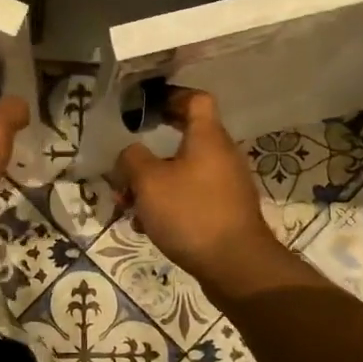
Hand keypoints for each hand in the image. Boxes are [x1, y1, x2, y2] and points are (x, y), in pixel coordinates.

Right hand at [112, 89, 283, 289]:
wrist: (235, 265)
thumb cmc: (190, 213)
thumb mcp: (148, 181)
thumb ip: (132, 159)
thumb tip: (130, 154)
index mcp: (208, 137)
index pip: (196, 99)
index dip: (172, 96)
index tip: (147, 107)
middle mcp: (222, 155)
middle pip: (185, 138)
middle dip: (150, 152)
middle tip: (127, 160)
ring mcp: (226, 185)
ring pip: (183, 172)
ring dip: (154, 183)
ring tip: (128, 204)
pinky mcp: (225, 212)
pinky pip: (191, 197)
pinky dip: (168, 204)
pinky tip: (147, 225)